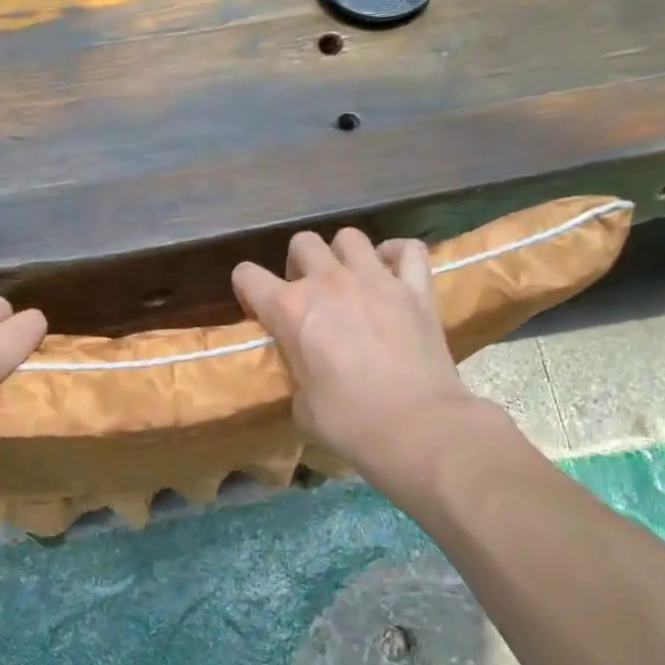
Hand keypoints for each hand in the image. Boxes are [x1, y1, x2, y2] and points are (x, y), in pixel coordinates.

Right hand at [232, 229, 498, 484]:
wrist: (417, 427)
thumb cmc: (349, 422)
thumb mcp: (301, 405)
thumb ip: (297, 372)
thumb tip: (308, 370)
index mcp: (289, 309)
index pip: (247, 276)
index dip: (248, 289)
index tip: (259, 308)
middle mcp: (327, 282)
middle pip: (302, 243)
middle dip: (299, 264)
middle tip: (309, 294)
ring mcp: (375, 279)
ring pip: (349, 237)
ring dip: (343, 255)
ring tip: (350, 279)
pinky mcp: (416, 288)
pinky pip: (408, 250)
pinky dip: (398, 255)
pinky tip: (394, 271)